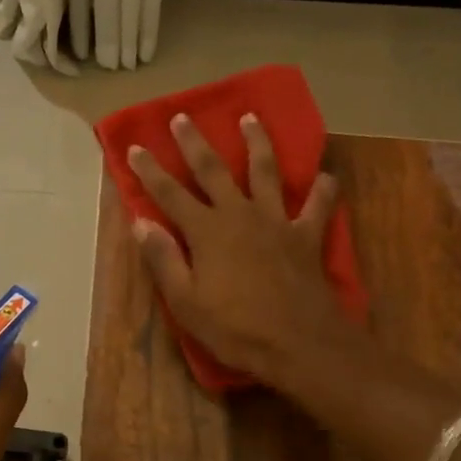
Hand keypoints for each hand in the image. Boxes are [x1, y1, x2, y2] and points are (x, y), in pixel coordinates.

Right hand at [128, 113, 357, 387]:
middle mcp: (239, 215)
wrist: (299, 343)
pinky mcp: (306, 235)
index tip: (135, 147)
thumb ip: (163, 259)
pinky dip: (323, 189)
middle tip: (183, 116)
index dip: (150, 171)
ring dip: (257, 142)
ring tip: (252, 118)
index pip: (169, 194)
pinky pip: (318, 206)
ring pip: (266, 172)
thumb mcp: (186, 302)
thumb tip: (141, 223)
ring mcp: (276, 221)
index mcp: (206, 231)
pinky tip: (325, 175)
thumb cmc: (236, 328)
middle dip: (194, 143)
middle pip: (213, 170)